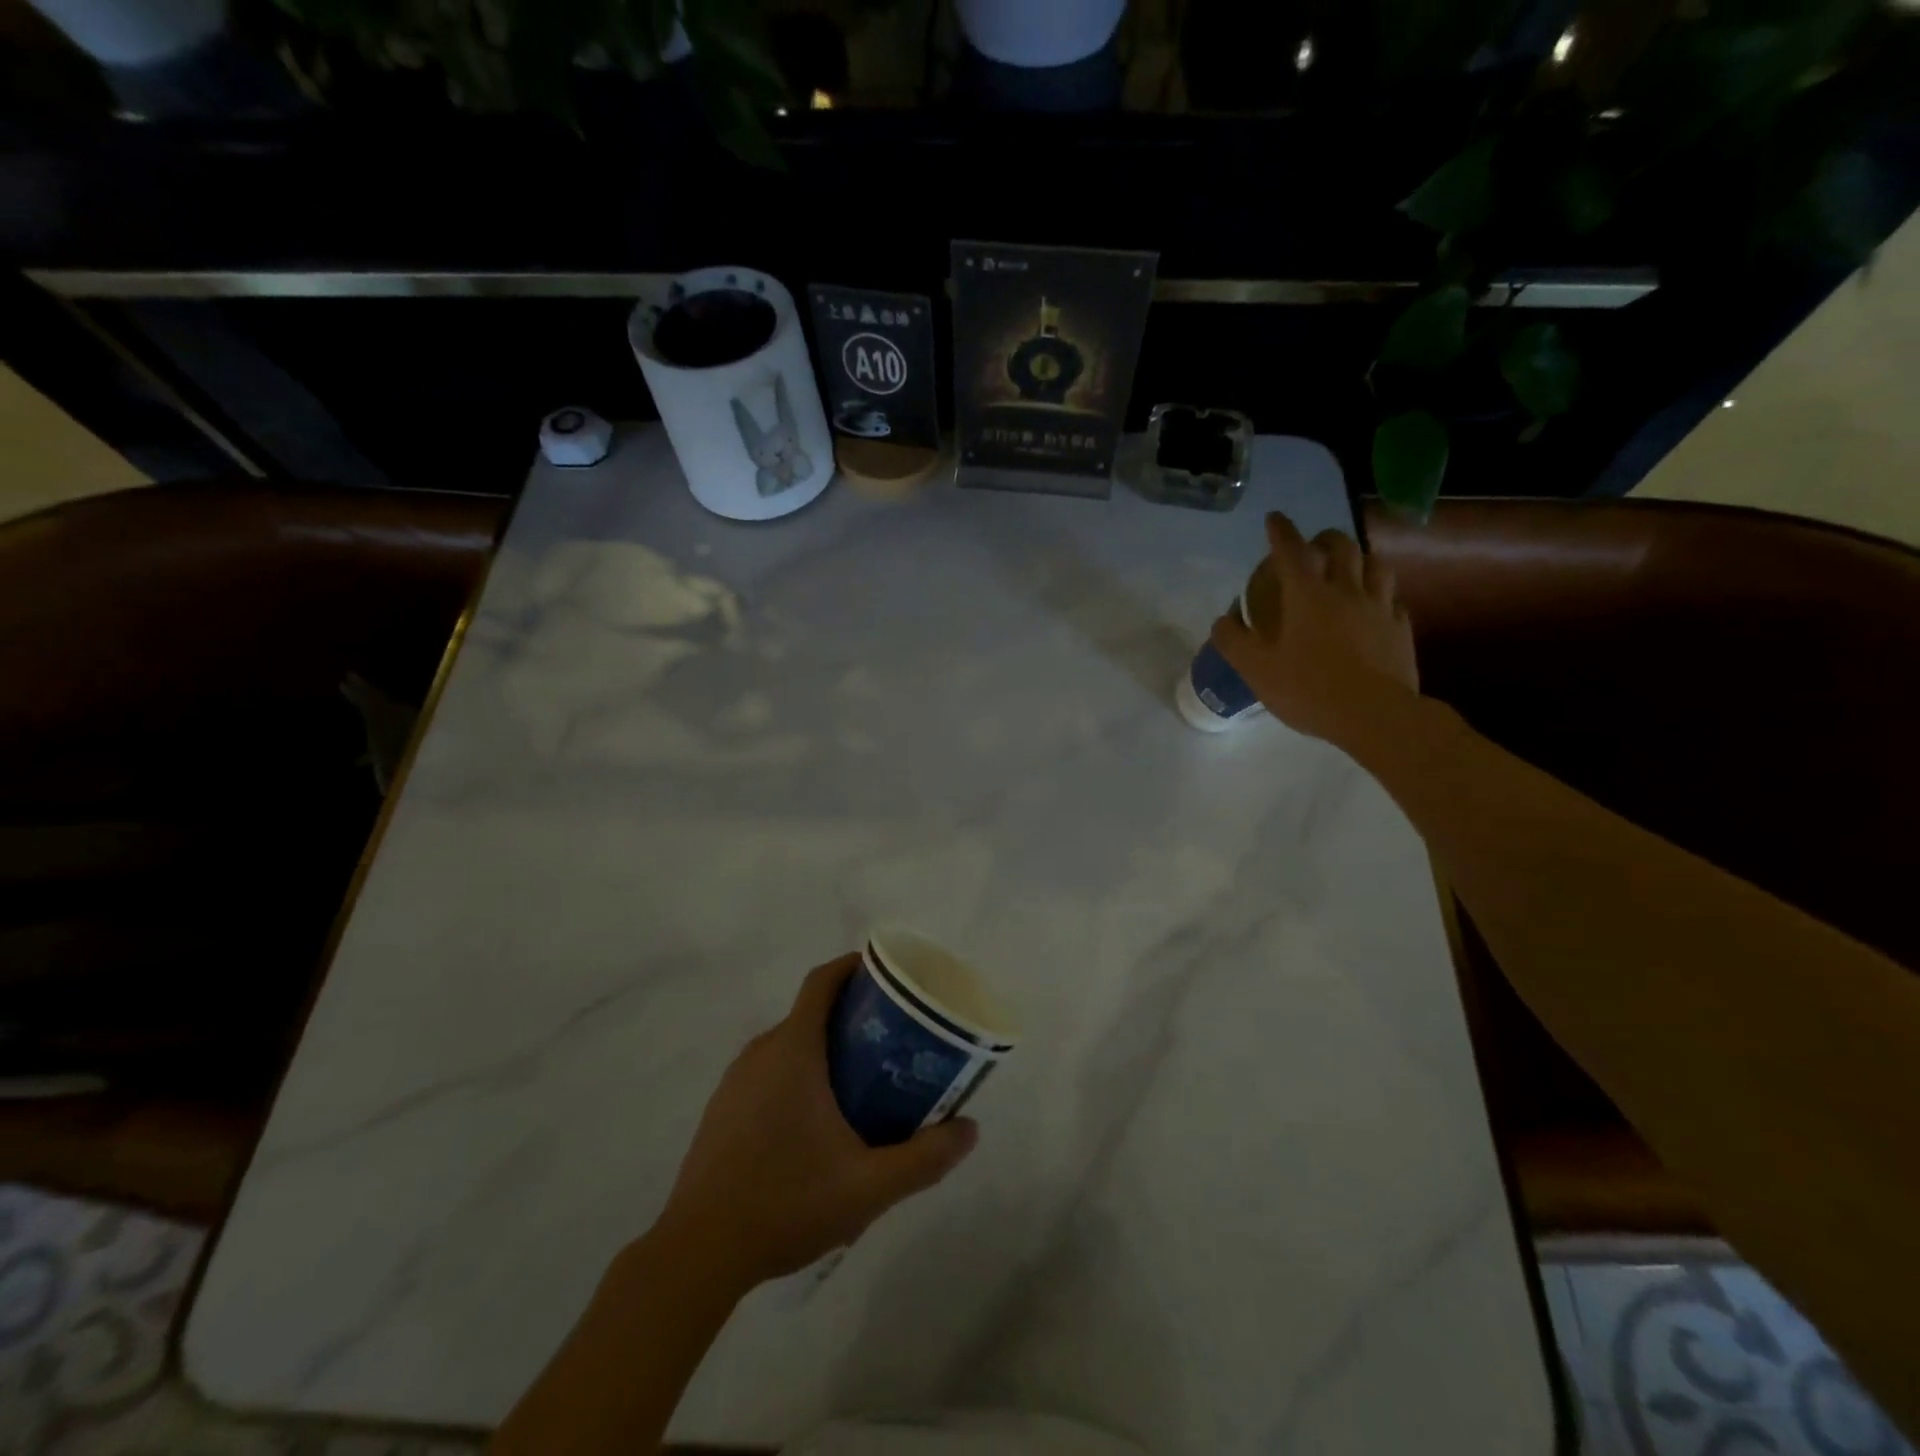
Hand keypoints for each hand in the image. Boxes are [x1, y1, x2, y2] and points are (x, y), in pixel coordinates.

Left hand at [653, 954, 978, 1292]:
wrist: (697, 1253)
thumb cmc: (786, 1202)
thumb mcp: (868, 1186)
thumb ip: (924, 1158)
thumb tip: (970, 1129)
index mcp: (792, 1050)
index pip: (821, 982)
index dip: (851, 967)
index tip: (885, 974)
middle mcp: (760, 1053)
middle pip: (809, 1012)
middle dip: (850, 1016)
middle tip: (890, 1040)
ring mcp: (735, 1081)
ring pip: (788, 1044)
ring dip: (823, 1047)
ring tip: (862, 1081)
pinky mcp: (721, 1109)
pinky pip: (768, 1071)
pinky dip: (797, 1073)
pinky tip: (816, 1123)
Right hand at [1211, 512, 1419, 746]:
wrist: (1375, 716)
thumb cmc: (1309, 690)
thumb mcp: (1256, 670)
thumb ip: (1234, 641)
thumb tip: (1223, 619)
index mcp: (1308, 596)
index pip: (1292, 551)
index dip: (1281, 531)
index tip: (1274, 517)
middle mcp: (1346, 591)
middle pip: (1342, 547)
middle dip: (1325, 538)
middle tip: (1314, 543)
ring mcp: (1380, 608)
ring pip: (1376, 565)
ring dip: (1360, 558)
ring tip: (1351, 566)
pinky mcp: (1401, 629)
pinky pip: (1394, 600)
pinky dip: (1382, 594)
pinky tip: (1377, 605)